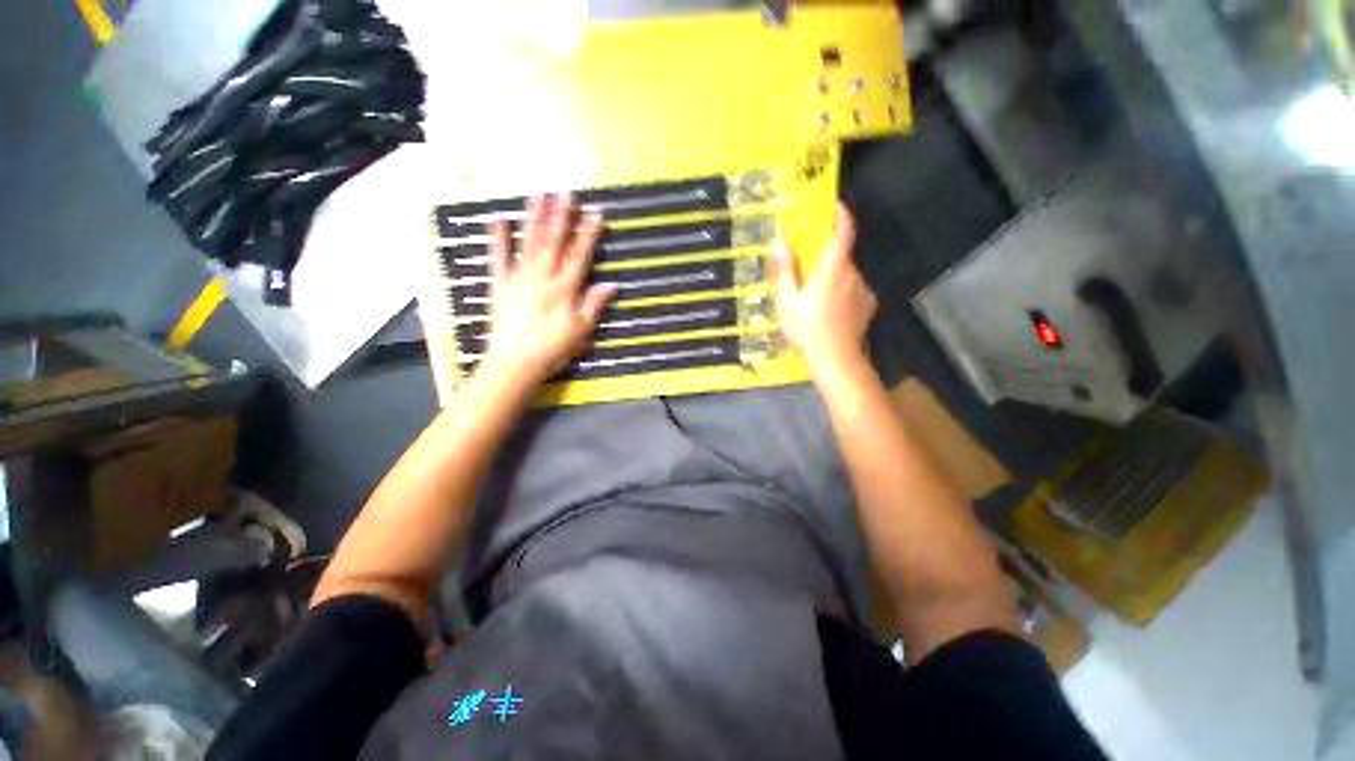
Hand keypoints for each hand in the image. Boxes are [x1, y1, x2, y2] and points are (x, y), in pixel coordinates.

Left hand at [481, 194, 614, 386]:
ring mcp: (519, 278)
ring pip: (529, 243)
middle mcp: (543, 276)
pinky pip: (497, 258)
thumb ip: (594, 304)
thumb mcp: (581, 330)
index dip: (588, 234)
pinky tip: (498, 220)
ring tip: (538, 195)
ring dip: (535, 218)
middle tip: (566, 192)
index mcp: (565, 288)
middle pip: (554, 242)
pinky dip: (497, 239)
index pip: (580, 255)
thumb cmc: (553, 348)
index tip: (595, 213)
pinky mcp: (500, 284)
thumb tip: (612, 284)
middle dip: (562, 216)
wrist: (515, 362)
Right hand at [773, 203, 877, 373]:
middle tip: (809, 270)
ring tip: (816, 298)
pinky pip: (854, 291)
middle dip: (827, 257)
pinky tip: (830, 311)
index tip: (836, 206)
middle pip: (842, 256)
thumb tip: (781, 242)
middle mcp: (853, 274)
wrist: (835, 359)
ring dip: (834, 278)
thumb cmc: (807, 329)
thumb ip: (785, 270)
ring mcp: (863, 290)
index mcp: (833, 268)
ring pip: (847, 275)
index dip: (842, 215)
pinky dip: (843, 293)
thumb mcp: (787, 301)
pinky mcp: (868, 305)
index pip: (844, 232)